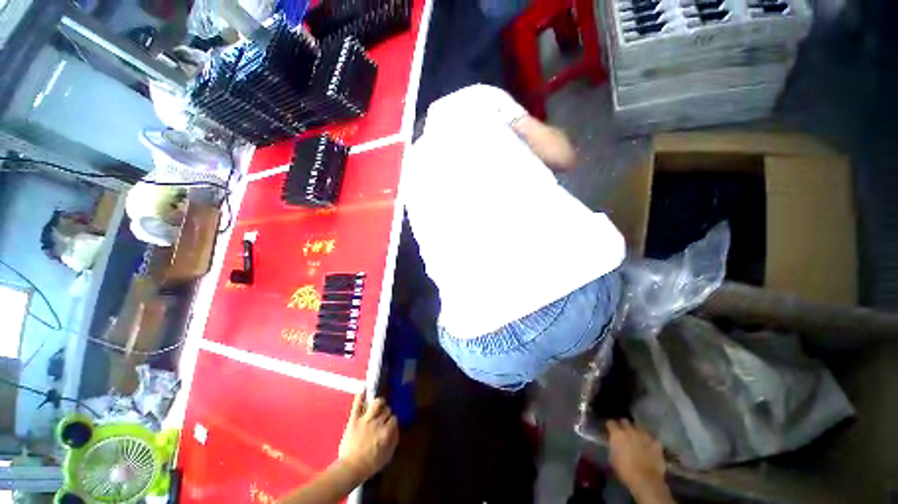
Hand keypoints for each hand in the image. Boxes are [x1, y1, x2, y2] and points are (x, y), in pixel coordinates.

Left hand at [338, 393, 399, 480]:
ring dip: (379, 403)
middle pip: (387, 410)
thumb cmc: (370, 464)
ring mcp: (365, 419)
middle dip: (387, 413)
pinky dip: (360, 396)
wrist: (350, 468)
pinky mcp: (354, 419)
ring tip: (378, 405)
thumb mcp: (387, 455)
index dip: (392, 421)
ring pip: (377, 403)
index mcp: (386, 432)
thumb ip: (393, 440)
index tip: (390, 424)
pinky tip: (363, 389)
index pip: (394, 419)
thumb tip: (396, 428)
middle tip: (383, 417)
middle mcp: (378, 422)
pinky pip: (357, 405)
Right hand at [606, 419, 672, 503]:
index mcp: (617, 433)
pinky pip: (651, 438)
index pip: (610, 422)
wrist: (646, 480)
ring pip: (638, 427)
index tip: (610, 431)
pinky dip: (649, 440)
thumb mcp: (612, 458)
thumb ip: (611, 446)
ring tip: (636, 438)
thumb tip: (611, 442)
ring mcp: (644, 435)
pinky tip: (649, 446)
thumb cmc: (625, 470)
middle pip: (625, 421)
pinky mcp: (656, 442)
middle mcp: (630, 430)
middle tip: (623, 433)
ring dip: (636, 431)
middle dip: (623, 425)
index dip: (610, 427)